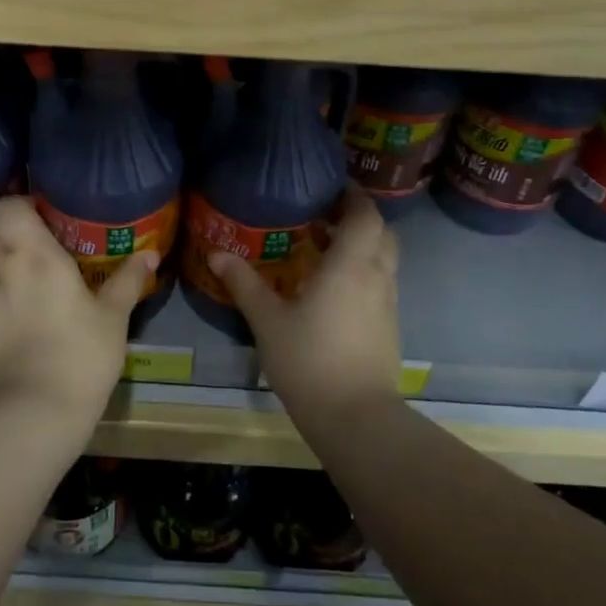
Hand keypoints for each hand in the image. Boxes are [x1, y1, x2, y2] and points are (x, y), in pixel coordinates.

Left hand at [0, 197, 157, 431]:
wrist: (33, 412)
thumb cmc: (80, 355)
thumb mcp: (113, 317)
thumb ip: (128, 280)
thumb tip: (151, 254)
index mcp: (34, 255)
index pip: (6, 207)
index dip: (18, 205)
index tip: (40, 215)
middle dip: (0, 228)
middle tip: (29, 243)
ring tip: (20, 281)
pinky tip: (11, 318)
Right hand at [206, 186, 401, 427]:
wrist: (356, 419)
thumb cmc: (310, 360)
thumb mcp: (268, 320)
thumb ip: (244, 284)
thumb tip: (216, 253)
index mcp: (352, 265)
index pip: (366, 215)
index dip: (354, 196)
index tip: (333, 186)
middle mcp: (377, 277)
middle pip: (381, 234)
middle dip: (359, 219)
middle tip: (326, 215)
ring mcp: (388, 305)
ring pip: (384, 261)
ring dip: (362, 247)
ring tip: (326, 248)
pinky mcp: (390, 329)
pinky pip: (381, 285)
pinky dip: (364, 273)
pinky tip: (334, 289)